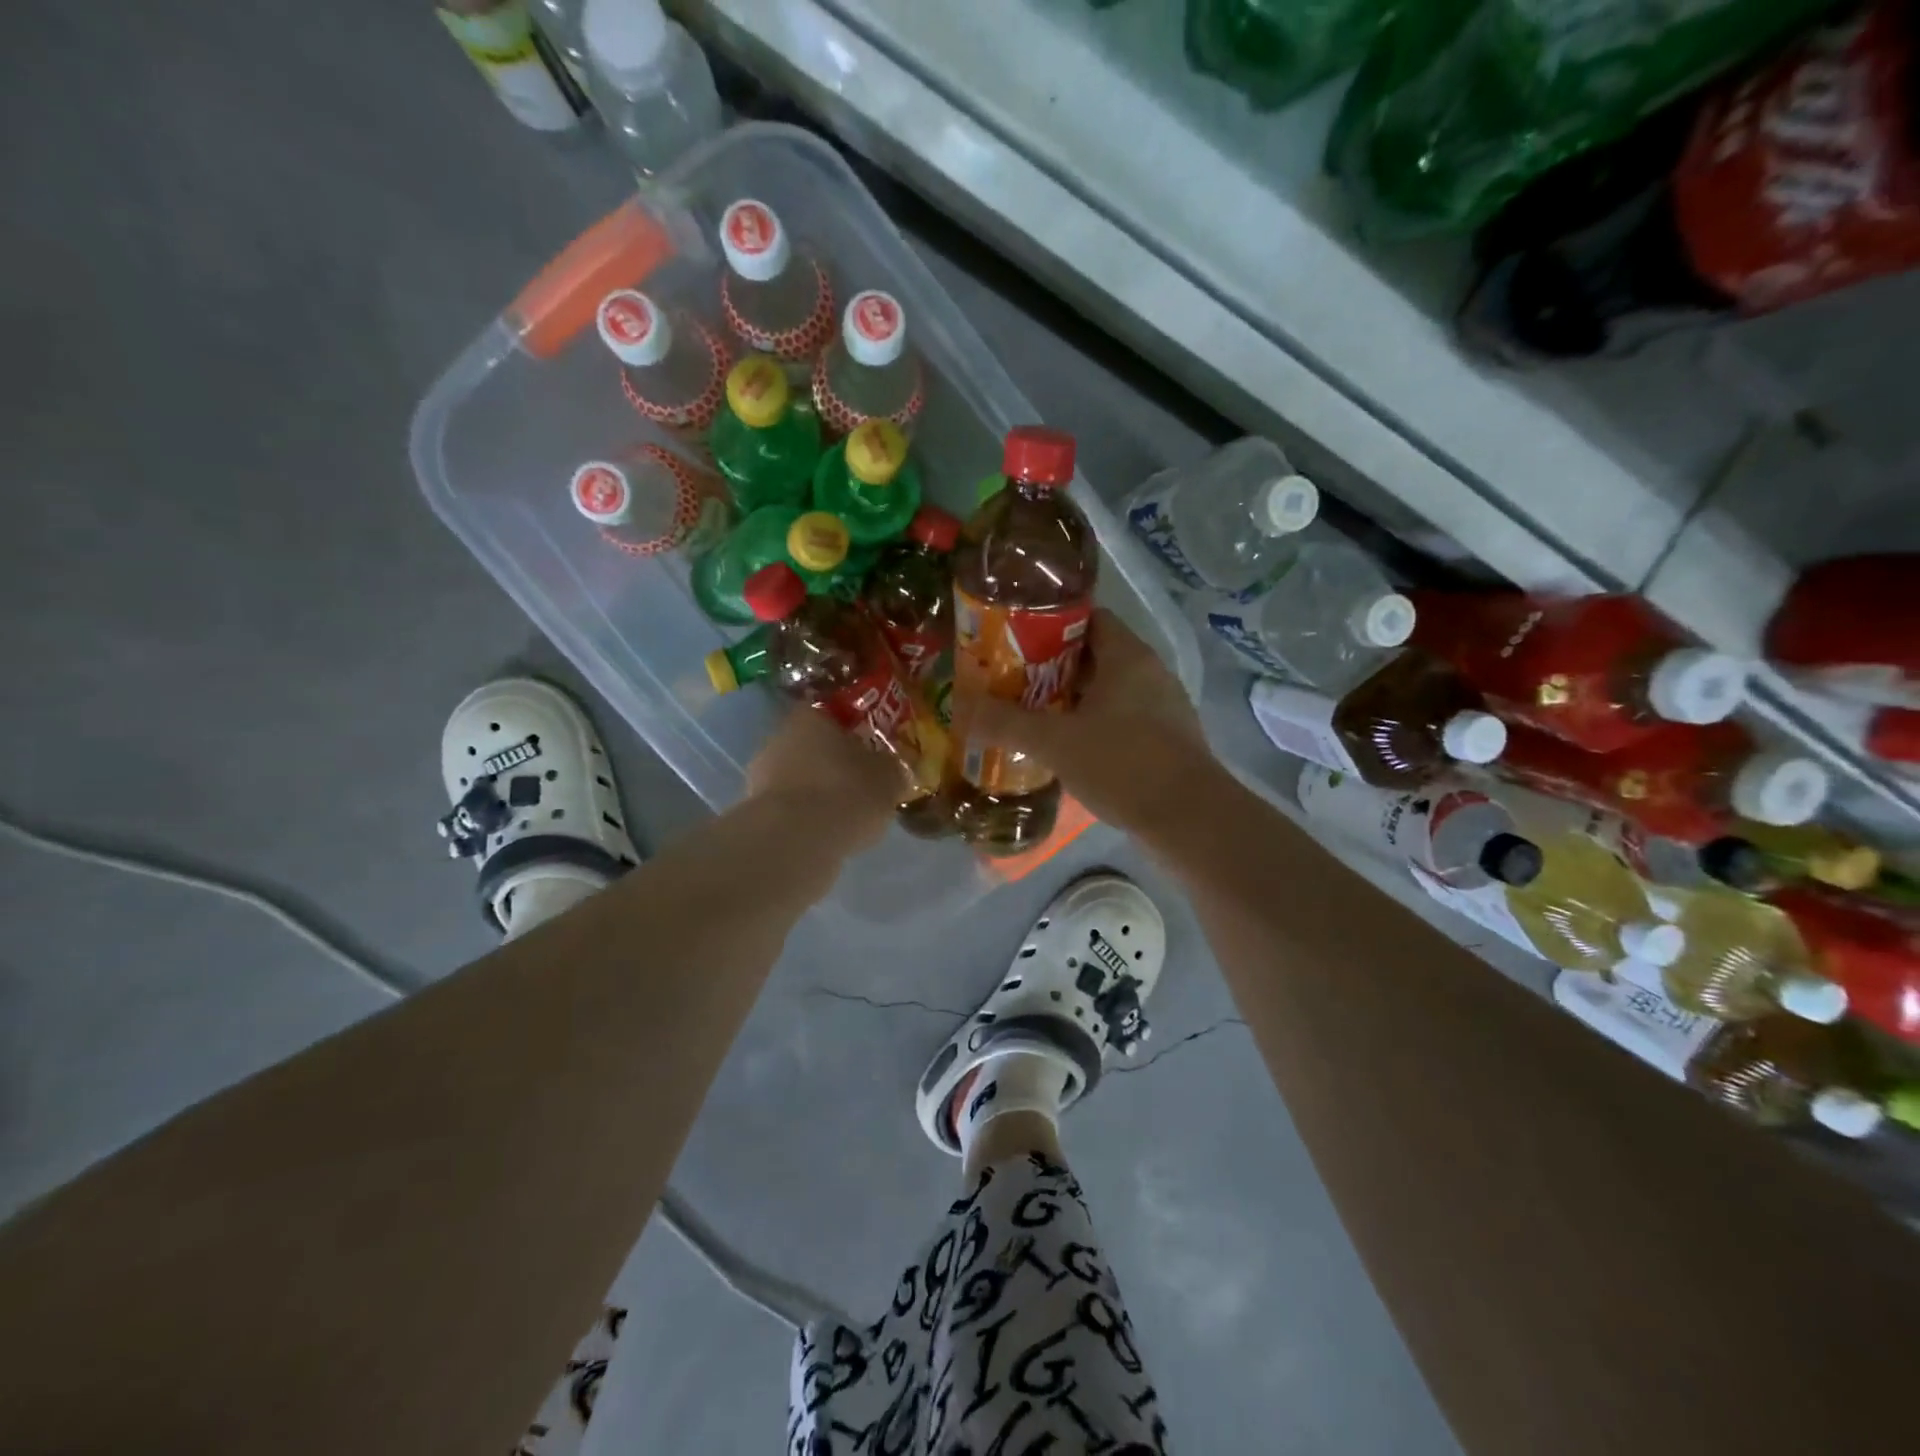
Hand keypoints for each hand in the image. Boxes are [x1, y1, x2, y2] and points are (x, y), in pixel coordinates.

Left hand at [746, 703, 905, 853]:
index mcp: (811, 716)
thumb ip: (889, 766)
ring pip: (798, 778)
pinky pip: (788, 808)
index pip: (832, 713)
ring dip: (817, 791)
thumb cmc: (848, 792)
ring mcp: (761, 775)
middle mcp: (779, 738)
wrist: (797, 840)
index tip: (869, 748)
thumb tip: (888, 767)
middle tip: (859, 782)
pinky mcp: (755, 811)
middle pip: (812, 746)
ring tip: (844, 814)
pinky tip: (825, 833)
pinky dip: (804, 817)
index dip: (852, 730)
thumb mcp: (888, 776)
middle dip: (833, 763)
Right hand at [961, 608, 1216, 833]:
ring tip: (1032, 713)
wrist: (1190, 820)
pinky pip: (1122, 717)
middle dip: (1052, 666)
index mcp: (1127, 655)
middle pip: (1094, 654)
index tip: (1014, 639)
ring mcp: (1162, 706)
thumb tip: (961, 709)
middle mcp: (1150, 671)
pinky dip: (1093, 723)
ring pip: (1108, 689)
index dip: (1050, 623)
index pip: (1089, 617)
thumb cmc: (1123, 764)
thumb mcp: (1056, 742)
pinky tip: (1068, 747)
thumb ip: (1007, 723)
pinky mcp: (1167, 738)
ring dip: (1072, 698)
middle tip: (1012, 680)